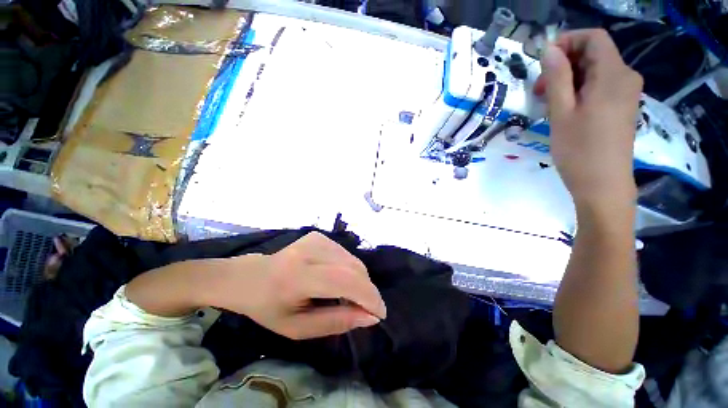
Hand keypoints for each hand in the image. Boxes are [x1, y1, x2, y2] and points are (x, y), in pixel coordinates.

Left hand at [209, 232, 386, 339]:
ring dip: (359, 281)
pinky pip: (345, 255)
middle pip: (353, 268)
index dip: (368, 296)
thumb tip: (370, 317)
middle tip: (365, 310)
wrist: (251, 277)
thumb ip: (336, 322)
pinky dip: (350, 270)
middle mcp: (309, 250)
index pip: (344, 280)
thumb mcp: (298, 328)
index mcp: (297, 276)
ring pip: (353, 261)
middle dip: (367, 291)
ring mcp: (315, 239)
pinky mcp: (319, 236)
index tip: (380, 314)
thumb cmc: (269, 308)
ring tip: (349, 297)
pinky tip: (338, 280)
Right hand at [535, 29, 642, 209]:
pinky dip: (579, 90)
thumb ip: (556, 78)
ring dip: (568, 80)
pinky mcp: (621, 106)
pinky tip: (565, 109)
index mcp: (613, 75)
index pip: (593, 38)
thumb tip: (549, 50)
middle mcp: (625, 78)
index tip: (543, 62)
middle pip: (594, 54)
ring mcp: (626, 93)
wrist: (603, 185)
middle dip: (564, 64)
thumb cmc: (579, 150)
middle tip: (539, 90)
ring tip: (548, 103)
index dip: (567, 41)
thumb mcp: (561, 113)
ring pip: (595, 71)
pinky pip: (600, 86)